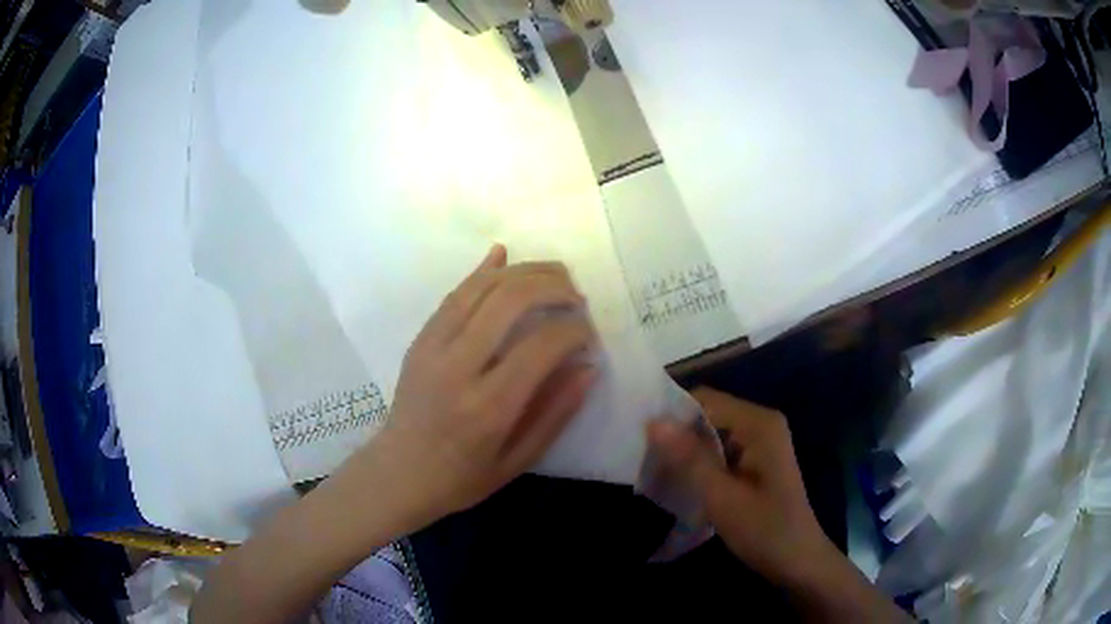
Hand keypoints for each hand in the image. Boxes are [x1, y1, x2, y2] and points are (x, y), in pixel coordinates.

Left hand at [352, 245, 599, 528]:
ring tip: (554, 274)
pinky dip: (481, 271)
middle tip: (576, 295)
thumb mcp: (518, 460)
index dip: (574, 330)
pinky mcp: (419, 339)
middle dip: (552, 286)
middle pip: (509, 301)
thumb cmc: (461, 478)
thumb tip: (589, 367)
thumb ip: (556, 413)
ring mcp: (432, 348)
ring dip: (523, 271)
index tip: (589, 334)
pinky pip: (453, 294)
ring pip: (480, 288)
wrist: (398, 473)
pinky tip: (502, 256)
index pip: (541, 346)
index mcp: (487, 407)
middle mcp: (458, 368)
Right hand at [647, 387, 834, 585]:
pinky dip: (699, 463)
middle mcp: (761, 424)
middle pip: (708, 414)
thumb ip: (689, 459)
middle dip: (677, 434)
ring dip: (686, 451)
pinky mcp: (756, 460)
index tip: (640, 438)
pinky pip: (720, 450)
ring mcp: (760, 442)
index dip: (672, 415)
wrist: (798, 561)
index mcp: (758, 424)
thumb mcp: (722, 498)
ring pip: (711, 433)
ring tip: (655, 471)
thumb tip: (653, 422)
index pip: (705, 399)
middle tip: (643, 459)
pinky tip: (681, 482)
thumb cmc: (764, 530)